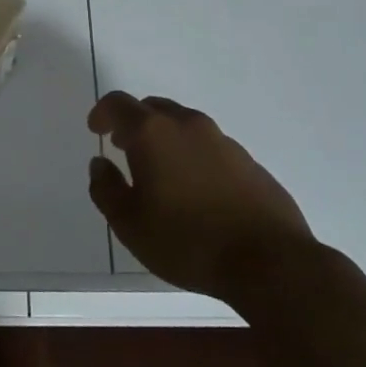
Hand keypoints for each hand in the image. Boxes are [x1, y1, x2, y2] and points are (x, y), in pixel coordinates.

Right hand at [87, 92, 314, 300]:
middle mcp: (188, 125)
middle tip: (124, 148)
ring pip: (184, 125)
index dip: (102, 113)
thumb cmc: (186, 241)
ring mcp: (224, 142)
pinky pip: (211, 147)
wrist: (269, 262)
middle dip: (134, 123)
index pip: (119, 104)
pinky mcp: (250, 163)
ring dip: (166, 139)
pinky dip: (194, 156)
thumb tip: (100, 164)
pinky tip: (195, 191)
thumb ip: (106, 188)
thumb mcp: (129, 223)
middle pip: (154, 108)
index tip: (96, 130)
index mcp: (153, 133)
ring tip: (160, 173)